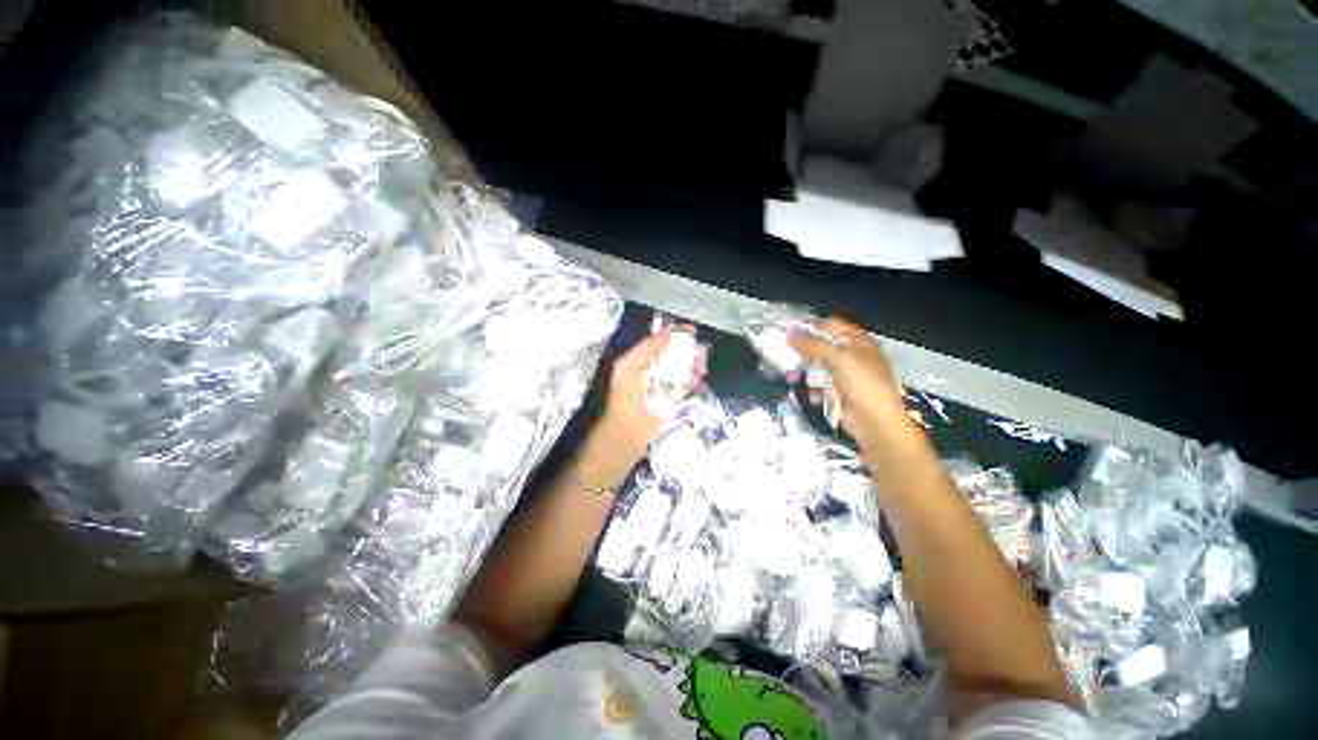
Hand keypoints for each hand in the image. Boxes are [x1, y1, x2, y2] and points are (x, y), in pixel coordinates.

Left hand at [580, 326, 703, 487]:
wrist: (628, 430)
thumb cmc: (625, 396)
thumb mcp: (629, 365)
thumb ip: (647, 348)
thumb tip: (670, 334)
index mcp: (641, 360)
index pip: (660, 342)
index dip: (675, 334)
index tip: (691, 331)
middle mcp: (654, 370)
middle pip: (676, 355)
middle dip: (690, 350)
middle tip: (701, 349)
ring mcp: (665, 386)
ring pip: (684, 371)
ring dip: (695, 365)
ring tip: (703, 364)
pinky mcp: (674, 402)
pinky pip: (688, 389)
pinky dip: (696, 383)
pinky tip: (701, 380)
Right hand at [789, 317, 908, 448]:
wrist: (874, 421)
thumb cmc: (862, 384)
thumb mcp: (839, 359)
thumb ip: (813, 345)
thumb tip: (788, 334)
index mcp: (859, 342)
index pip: (832, 326)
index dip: (812, 327)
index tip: (791, 332)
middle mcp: (852, 356)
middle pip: (823, 347)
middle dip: (805, 351)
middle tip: (787, 353)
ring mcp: (845, 376)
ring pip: (818, 367)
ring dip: (807, 371)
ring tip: (792, 374)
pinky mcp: (838, 393)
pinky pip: (819, 385)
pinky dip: (813, 388)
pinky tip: (809, 393)